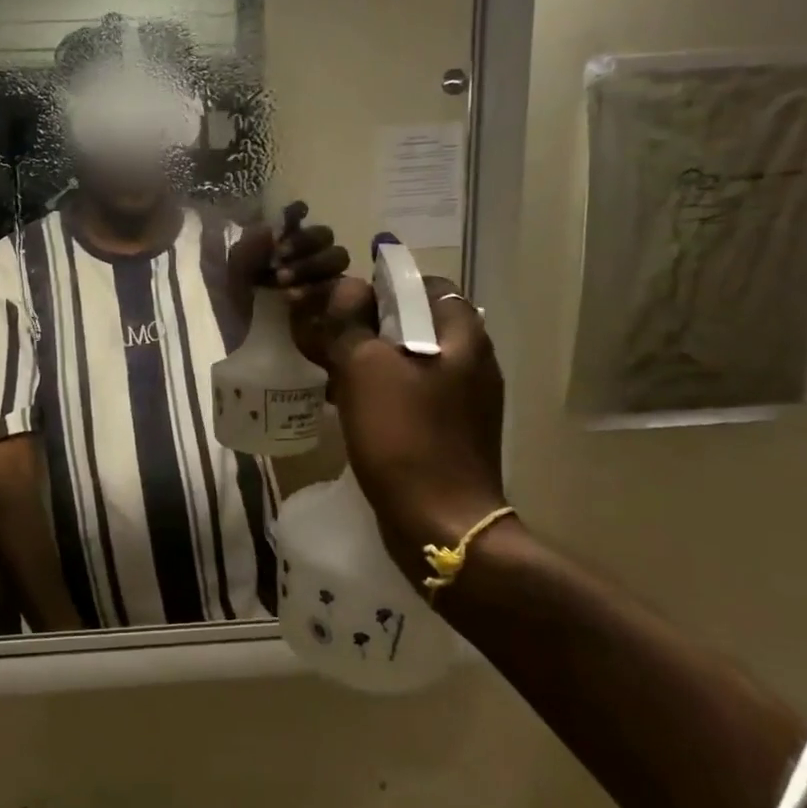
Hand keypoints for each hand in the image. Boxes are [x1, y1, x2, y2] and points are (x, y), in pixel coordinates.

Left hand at [224, 199, 350, 330]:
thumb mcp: (232, 275)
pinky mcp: (335, 304)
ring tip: (282, 281)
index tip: (294, 214)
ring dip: (311, 263)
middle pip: (323, 234)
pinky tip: (293, 297)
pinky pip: (337, 287)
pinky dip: (316, 288)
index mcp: (281, 246)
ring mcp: (324, 279)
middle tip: (280, 255)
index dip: (298, 213)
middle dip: (304, 241)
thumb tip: (270, 228)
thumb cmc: (236, 308)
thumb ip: (248, 248)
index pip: (299, 219)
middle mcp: (307, 258)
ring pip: (337, 256)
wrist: (243, 347)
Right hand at [317, 274, 509, 561]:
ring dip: (374, 359)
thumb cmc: (404, 436)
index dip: (384, 285)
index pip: (426, 285)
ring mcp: (467, 400)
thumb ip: (350, 321)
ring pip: (412, 361)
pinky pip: (414, 395)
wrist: (440, 522)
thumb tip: (345, 288)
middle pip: (418, 323)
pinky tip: (351, 406)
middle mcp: (474, 362)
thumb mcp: (365, 369)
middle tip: (332, 335)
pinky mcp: (453, 431)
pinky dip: (384, 391)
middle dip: (372, 324)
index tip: (346, 301)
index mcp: (463, 337)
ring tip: (332, 370)